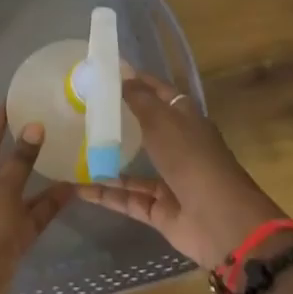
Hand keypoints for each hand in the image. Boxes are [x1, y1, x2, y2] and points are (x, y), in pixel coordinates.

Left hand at [0, 107, 73, 293]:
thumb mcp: (1, 189)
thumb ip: (20, 159)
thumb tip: (34, 125)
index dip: (2, 117)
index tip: (19, 96)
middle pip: (5, 160)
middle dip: (26, 143)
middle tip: (52, 121)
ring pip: (21, 187)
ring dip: (42, 173)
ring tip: (69, 152)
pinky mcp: (10, 238)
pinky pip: (32, 213)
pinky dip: (49, 202)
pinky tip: (74, 188)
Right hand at [75, 72, 285, 267]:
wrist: (220, 221)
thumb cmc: (191, 159)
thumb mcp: (162, 121)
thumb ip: (139, 99)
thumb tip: (123, 72)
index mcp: (186, 121)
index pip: (160, 94)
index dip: (137, 82)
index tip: (106, 74)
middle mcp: (179, 148)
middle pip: (145, 130)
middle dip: (117, 122)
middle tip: (81, 111)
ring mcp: (170, 180)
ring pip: (132, 169)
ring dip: (106, 161)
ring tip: (72, 151)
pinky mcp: (160, 210)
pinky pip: (127, 199)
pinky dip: (105, 195)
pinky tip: (78, 188)